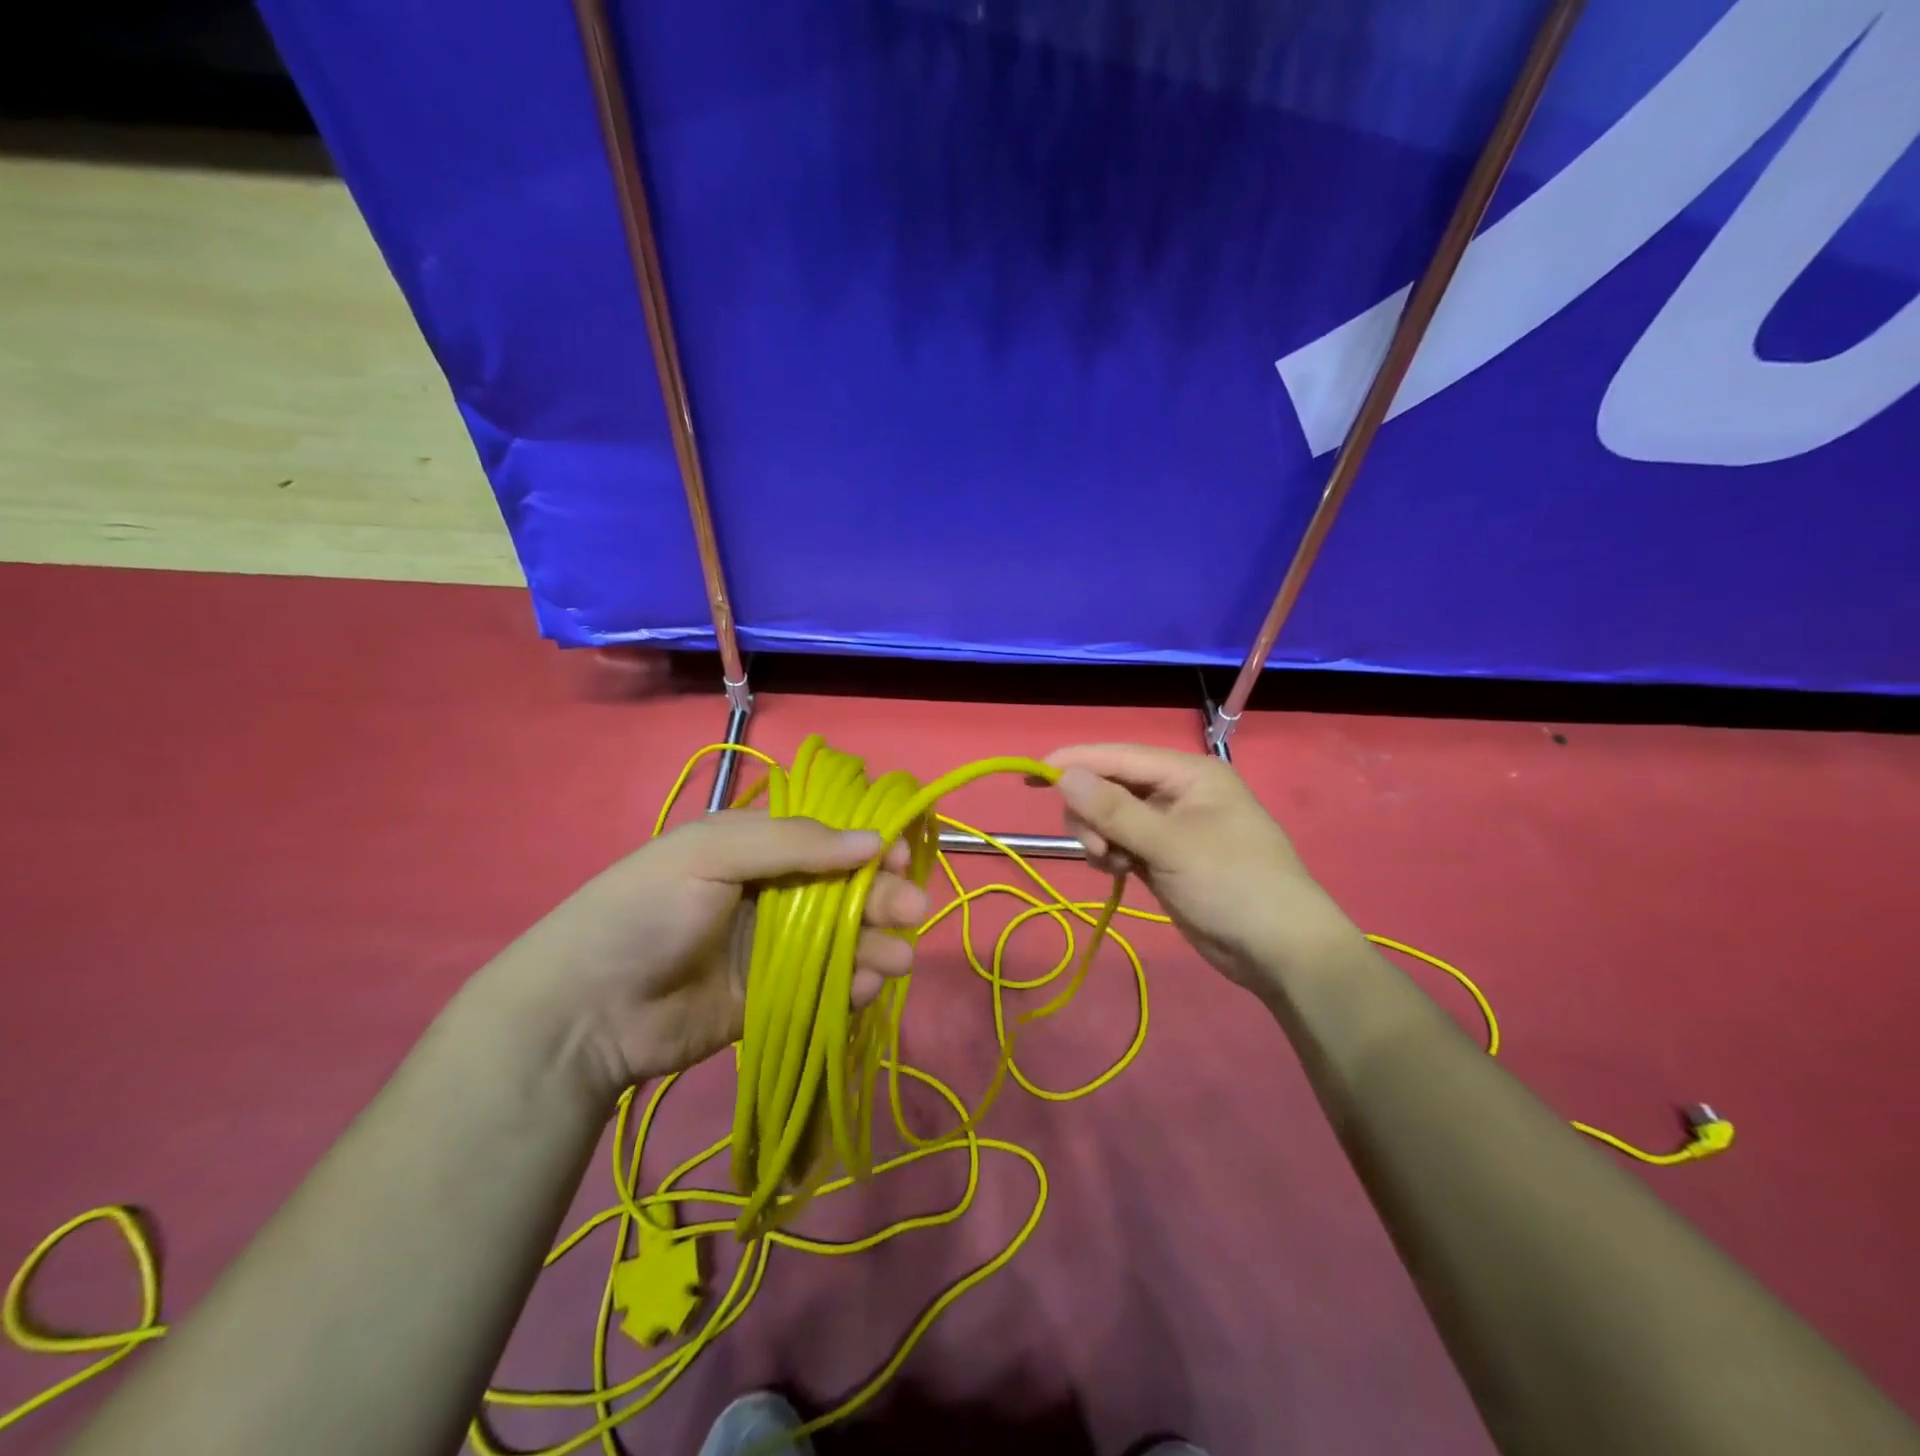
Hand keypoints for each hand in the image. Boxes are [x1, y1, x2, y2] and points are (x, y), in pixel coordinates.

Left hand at [476, 812, 928, 1100]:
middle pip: (843, 890)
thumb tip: (875, 839)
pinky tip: (866, 988)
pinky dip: (852, 987)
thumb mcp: (713, 851)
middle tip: (912, 912)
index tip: (900, 856)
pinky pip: (824, 988)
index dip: (868, 844)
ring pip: (841, 941)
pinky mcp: (769, 1000)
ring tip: (897, 959)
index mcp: (754, 848)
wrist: (586, 1010)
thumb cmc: (648, 910)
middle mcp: (768, 893)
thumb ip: (795, 842)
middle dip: (882, 897)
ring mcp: (769, 949)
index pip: (827, 837)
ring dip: (875, 944)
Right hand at [1047, 744, 1359, 990]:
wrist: (1280, 950)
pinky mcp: (1166, 858)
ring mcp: (1172, 828)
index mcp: (1189, 774)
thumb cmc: (1232, 884)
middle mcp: (1178, 793)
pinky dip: (1112, 854)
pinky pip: (1123, 843)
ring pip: (1113, 818)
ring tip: (1111, 866)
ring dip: (1100, 837)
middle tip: (1094, 848)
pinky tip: (1118, 873)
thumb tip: (1064, 775)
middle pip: (1112, 787)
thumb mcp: (1170, 844)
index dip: (1076, 762)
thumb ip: (1114, 809)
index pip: (1120, 757)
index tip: (1033, 774)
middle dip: (1092, 813)